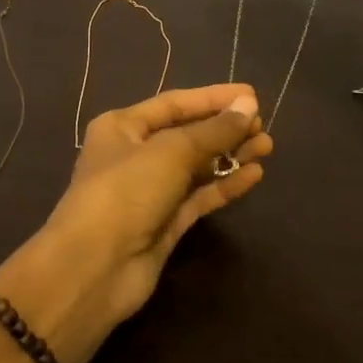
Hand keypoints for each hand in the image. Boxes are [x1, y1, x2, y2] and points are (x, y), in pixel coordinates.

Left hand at [0, 85, 270, 362]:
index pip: (174, 103)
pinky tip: (254, 175)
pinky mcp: (165, 224)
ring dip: (230, 155)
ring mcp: (150, 191)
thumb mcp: (171, 151)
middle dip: (225, 128)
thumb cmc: (126, 191)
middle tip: (264, 125)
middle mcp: (134, 154)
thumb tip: (248, 105)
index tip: (251, 94)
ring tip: (267, 147)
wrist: (95, 268)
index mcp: (122, 126)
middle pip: (187, 134)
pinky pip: (199, 196)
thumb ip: (213, 130)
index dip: (213, 98)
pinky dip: (224, 185)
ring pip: (197, 166)